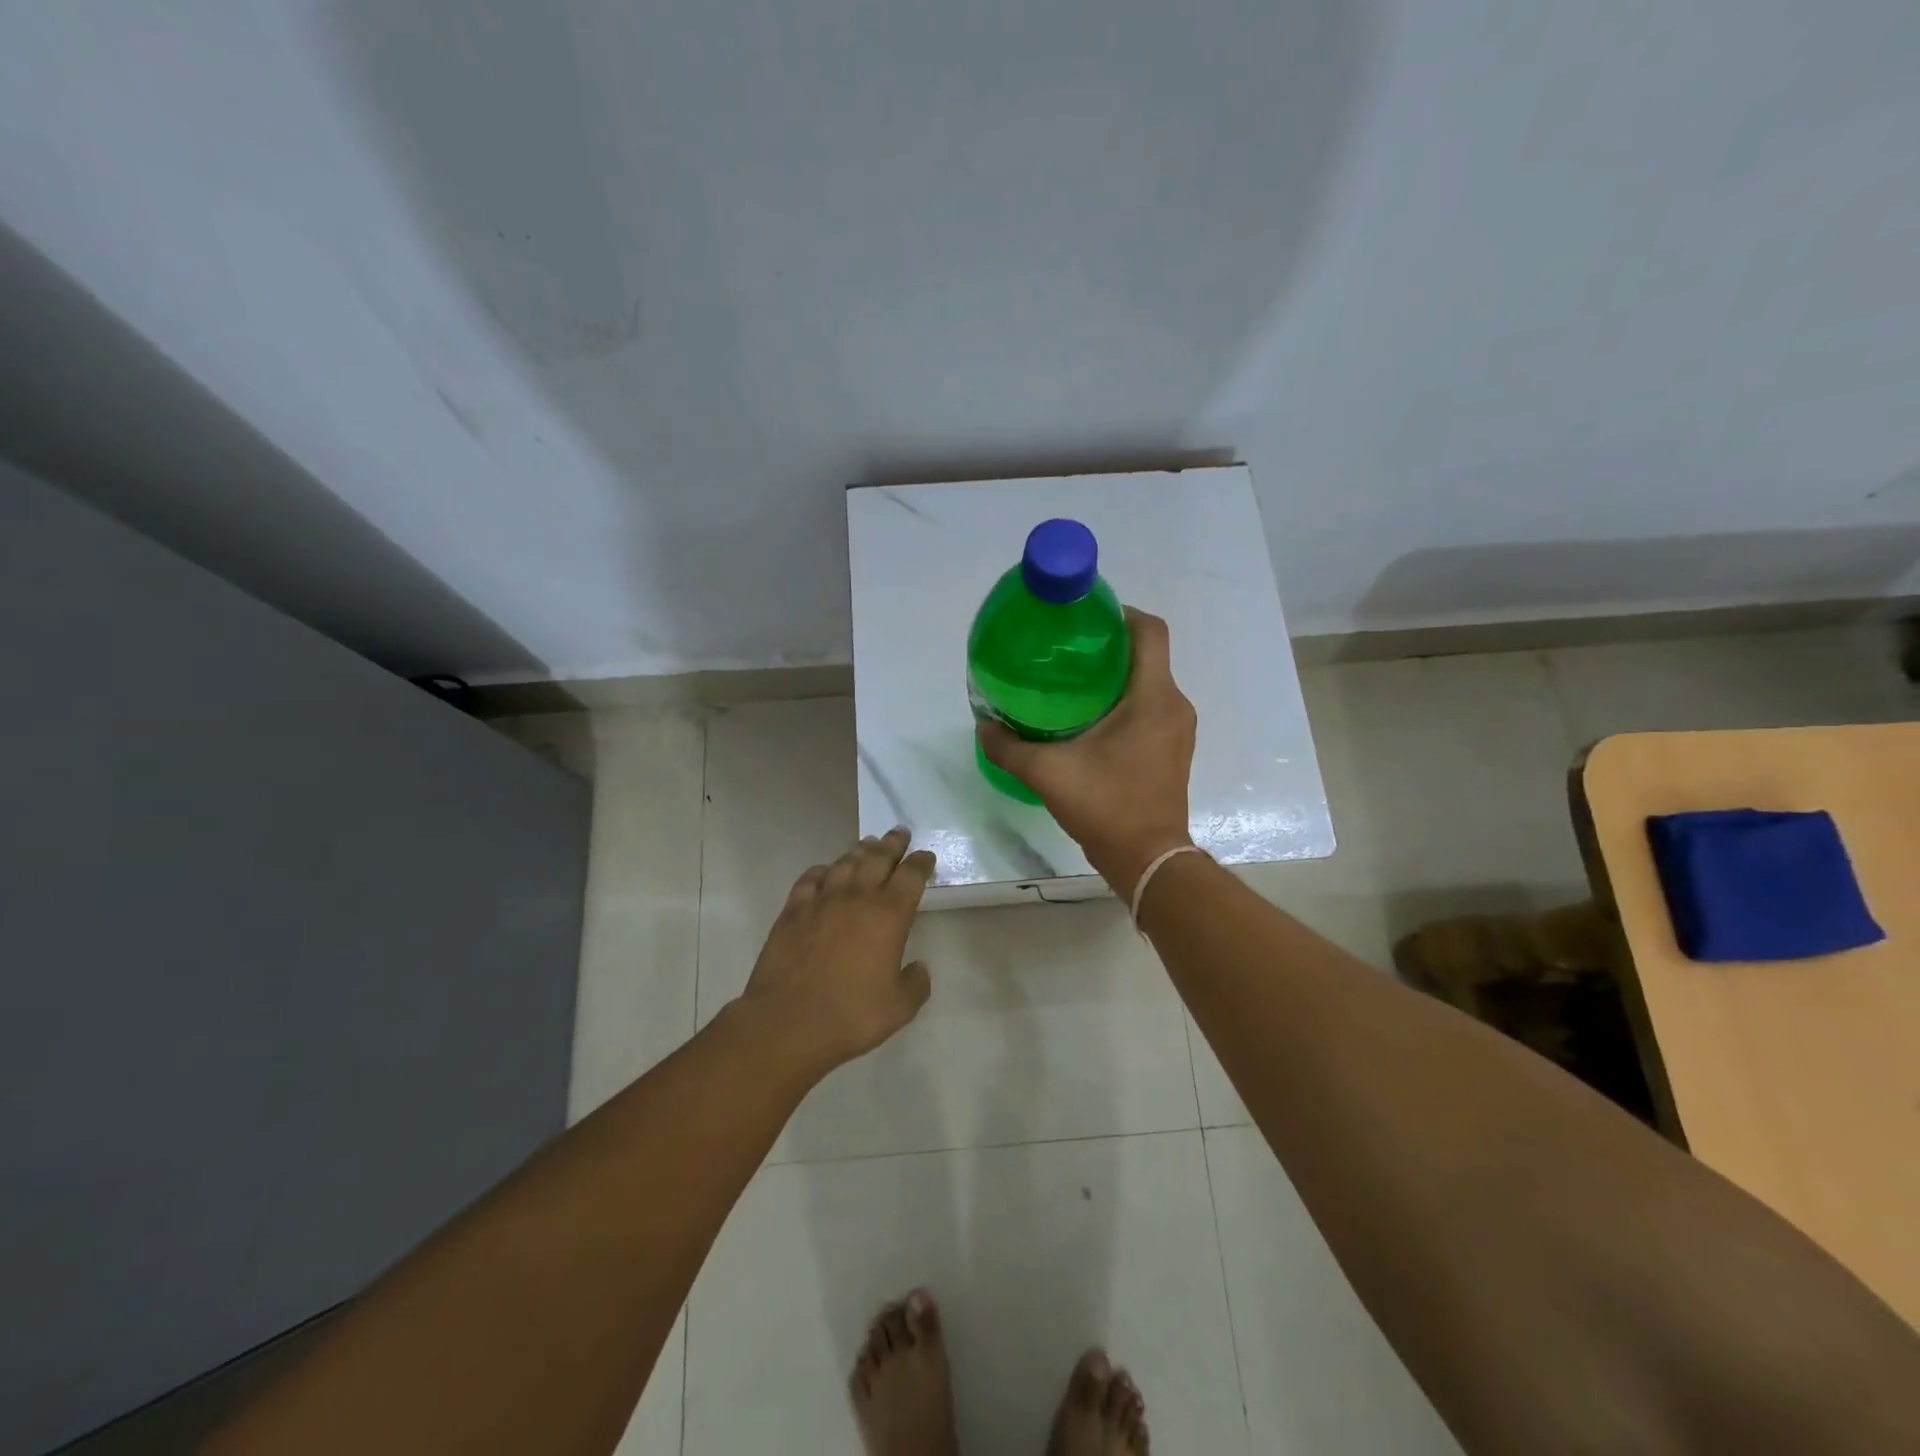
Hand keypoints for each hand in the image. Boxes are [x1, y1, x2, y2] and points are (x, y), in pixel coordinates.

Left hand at [737, 826, 936, 1076]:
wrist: (787, 1022)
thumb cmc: (850, 1015)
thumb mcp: (899, 1008)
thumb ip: (915, 984)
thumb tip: (919, 968)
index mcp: (889, 915)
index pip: (911, 876)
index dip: (921, 863)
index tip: (926, 856)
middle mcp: (857, 897)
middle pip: (878, 858)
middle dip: (892, 843)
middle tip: (900, 832)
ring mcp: (821, 900)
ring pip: (845, 863)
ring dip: (860, 851)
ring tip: (868, 844)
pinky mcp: (792, 911)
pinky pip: (810, 879)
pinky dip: (822, 871)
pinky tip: (825, 872)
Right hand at [977, 607, 1196, 899]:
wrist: (1148, 860)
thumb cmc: (1106, 806)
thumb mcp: (1047, 773)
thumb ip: (1009, 747)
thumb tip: (983, 726)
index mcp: (1153, 697)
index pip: (1150, 631)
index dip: (1121, 613)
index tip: (1085, 619)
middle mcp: (1174, 706)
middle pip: (1148, 655)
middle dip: (1109, 647)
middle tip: (1066, 652)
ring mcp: (1178, 731)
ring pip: (1150, 684)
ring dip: (1117, 677)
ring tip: (1073, 684)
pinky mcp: (1172, 751)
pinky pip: (1152, 709)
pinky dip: (1125, 704)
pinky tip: (1089, 721)